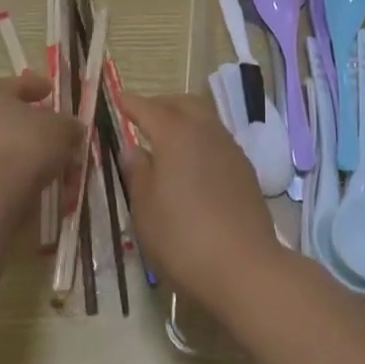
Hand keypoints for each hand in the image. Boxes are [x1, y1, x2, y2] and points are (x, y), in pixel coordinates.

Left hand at [0, 72, 80, 202]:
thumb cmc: (27, 145)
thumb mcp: (63, 128)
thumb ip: (69, 124)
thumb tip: (70, 129)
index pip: (18, 85)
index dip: (39, 87)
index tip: (52, 92)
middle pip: (8, 115)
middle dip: (31, 122)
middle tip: (53, 128)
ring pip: (2, 143)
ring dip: (24, 149)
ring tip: (50, 159)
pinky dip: (16, 170)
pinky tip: (36, 177)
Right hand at [119, 92, 281, 308]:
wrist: (243, 265)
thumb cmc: (182, 237)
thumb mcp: (145, 209)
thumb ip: (137, 172)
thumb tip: (132, 147)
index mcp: (176, 134)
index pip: (150, 109)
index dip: (132, 103)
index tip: (119, 98)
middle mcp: (206, 131)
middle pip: (183, 104)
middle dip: (161, 104)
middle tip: (143, 115)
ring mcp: (230, 147)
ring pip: (204, 118)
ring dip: (184, 118)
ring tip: (166, 136)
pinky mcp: (244, 168)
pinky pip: (217, 138)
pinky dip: (200, 137)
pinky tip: (192, 159)